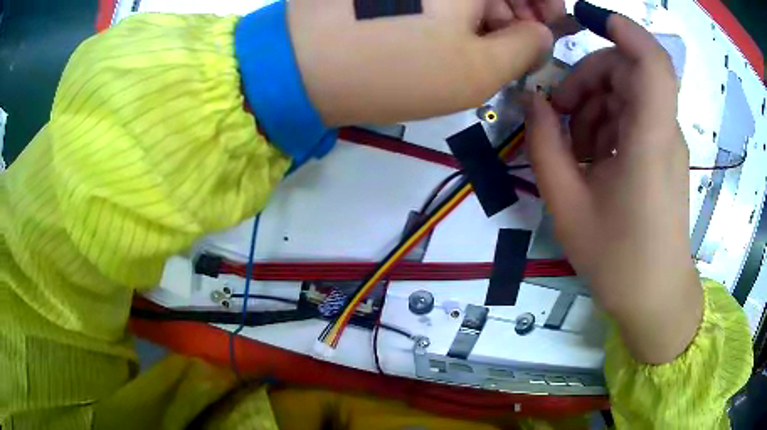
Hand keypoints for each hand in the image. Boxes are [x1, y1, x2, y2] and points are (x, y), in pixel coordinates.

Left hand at [288, 0, 564, 125]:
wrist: (302, 66)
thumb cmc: (398, 67)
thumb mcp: (479, 70)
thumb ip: (526, 48)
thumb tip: (540, 32)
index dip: (545, 0)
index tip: (546, 25)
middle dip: (515, 5)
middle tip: (514, 41)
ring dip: (483, 6)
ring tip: (477, 42)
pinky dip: (450, 3)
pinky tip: (444, 28)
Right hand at [525, 14, 702, 363]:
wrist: (654, 297)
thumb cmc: (616, 259)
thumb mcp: (567, 204)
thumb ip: (545, 145)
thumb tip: (533, 101)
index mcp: (648, 140)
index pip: (652, 61)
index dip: (621, 27)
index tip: (584, 18)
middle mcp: (663, 131)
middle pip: (628, 71)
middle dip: (587, 77)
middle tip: (558, 112)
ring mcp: (665, 142)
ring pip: (628, 92)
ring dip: (593, 103)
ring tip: (573, 145)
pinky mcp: (662, 154)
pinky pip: (633, 117)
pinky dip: (607, 123)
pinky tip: (591, 156)